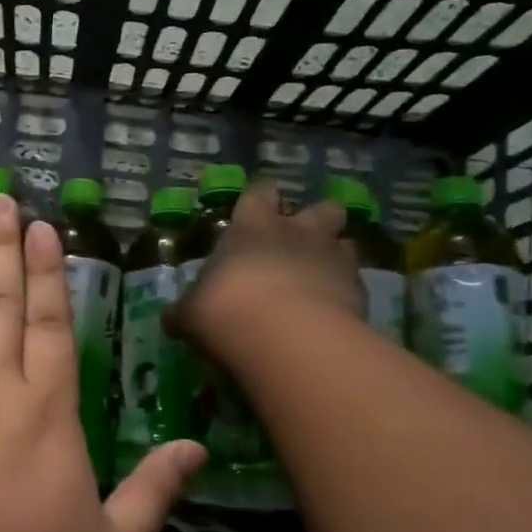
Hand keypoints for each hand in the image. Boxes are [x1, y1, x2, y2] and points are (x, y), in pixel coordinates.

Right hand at [165, 182, 364, 363]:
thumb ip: (187, 311)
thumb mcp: (192, 313)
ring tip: (321, 282)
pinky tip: (332, 318)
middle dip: (316, 221)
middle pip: (323, 208)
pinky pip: (356, 286)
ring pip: (346, 243)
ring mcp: (334, 259)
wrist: (286, 338)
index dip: (260, 200)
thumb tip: (171, 318)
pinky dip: (346, 298)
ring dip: (336, 258)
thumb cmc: (226, 309)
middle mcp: (298, 233)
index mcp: (252, 227)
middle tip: (302, 244)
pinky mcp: (360, 292)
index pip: (260, 193)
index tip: (256, 212)